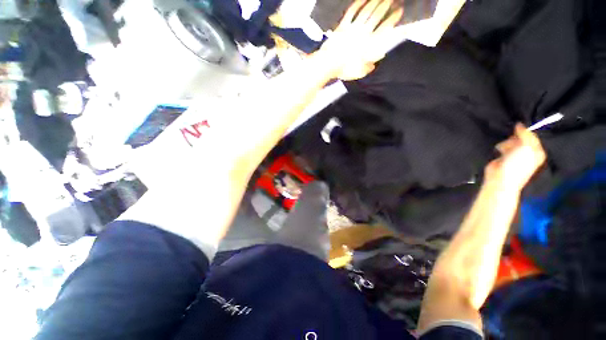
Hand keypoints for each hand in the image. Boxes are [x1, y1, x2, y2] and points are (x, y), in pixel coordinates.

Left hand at [318, 0, 403, 79]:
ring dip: (375, 2)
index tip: (399, 12)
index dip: (393, 19)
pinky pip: (352, 11)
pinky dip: (358, 3)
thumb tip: (374, 64)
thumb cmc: (344, 70)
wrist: (329, 64)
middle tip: (392, 0)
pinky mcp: (343, 26)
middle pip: (376, 16)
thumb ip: (368, 67)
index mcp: (368, 45)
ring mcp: (352, 28)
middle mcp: (362, 33)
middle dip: (386, 6)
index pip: (384, 28)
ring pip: (366, 11)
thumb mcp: (359, 72)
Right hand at [485, 123, 546, 189]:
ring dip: (507, 141)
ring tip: (505, 148)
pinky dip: (501, 145)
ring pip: (512, 140)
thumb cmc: (518, 164)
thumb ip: (526, 134)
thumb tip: (520, 124)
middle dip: (516, 136)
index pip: (534, 135)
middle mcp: (528, 151)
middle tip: (513, 139)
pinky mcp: (504, 155)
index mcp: (538, 151)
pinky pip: (504, 145)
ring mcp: (516, 153)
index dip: (528, 130)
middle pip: (523, 137)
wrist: (501, 178)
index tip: (520, 125)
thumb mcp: (527, 147)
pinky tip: (500, 149)